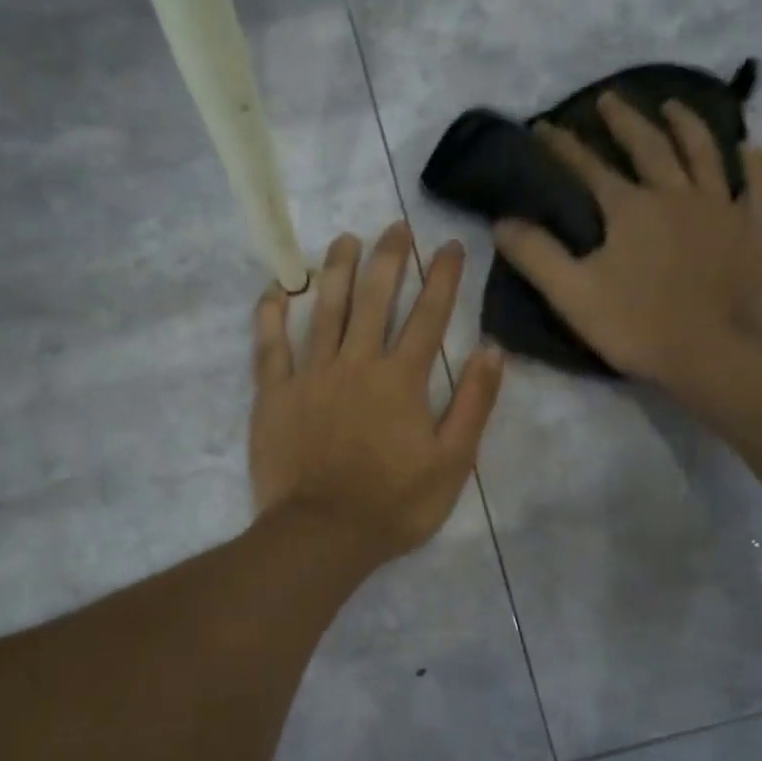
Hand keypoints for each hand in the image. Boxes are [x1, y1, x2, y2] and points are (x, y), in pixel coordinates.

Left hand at [250, 223, 503, 566]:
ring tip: (343, 239)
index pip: (428, 316)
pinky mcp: (274, 395)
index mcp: (402, 379)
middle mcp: (356, 363)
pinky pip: (269, 346)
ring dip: (335, 270)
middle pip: (374, 299)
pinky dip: (271, 315)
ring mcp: (311, 375)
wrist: (323, 534)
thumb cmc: (394, 504)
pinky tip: (277, 289)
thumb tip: (492, 350)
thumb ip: (474, 404)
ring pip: (324, 310)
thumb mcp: (453, 462)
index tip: (449, 245)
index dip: (442, 278)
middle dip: (388, 258)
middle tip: (394, 226)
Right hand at [492, 93, 761, 394]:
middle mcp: (675, 193)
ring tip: (673, 105)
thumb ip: (535, 255)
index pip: (588, 167)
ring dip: (686, 124)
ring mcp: (720, 208)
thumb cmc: (638, 326)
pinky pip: (756, 187)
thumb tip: (502, 221)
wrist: (715, 354)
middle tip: (608, 98)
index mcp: (629, 208)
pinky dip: (753, 164)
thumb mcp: (573, 295)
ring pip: (704, 152)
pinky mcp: (752, 230)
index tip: (544, 127)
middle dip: (624, 120)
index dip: (563, 146)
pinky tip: (751, 148)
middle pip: (649, 145)